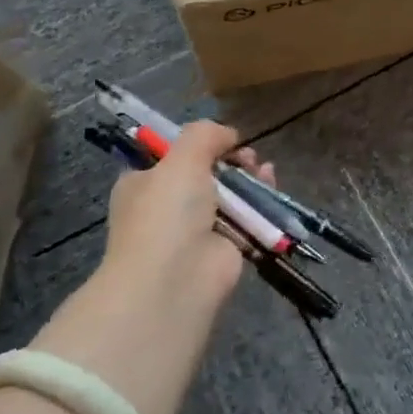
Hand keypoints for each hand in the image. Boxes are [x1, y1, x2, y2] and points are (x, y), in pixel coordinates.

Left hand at [102, 120, 269, 297]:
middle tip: (246, 155)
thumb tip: (228, 134)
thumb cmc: (167, 213)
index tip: (220, 137)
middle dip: (229, 158)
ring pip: (229, 192)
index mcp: (142, 184)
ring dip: (248, 176)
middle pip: (205, 172)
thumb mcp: (181, 158)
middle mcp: (166, 206)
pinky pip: (247, 214)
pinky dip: (261, 199)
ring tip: (261, 167)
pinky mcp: (226, 245)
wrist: (175, 279)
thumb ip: (205, 134)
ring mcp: (196, 228)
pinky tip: (270, 183)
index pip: (169, 156)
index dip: (196, 143)